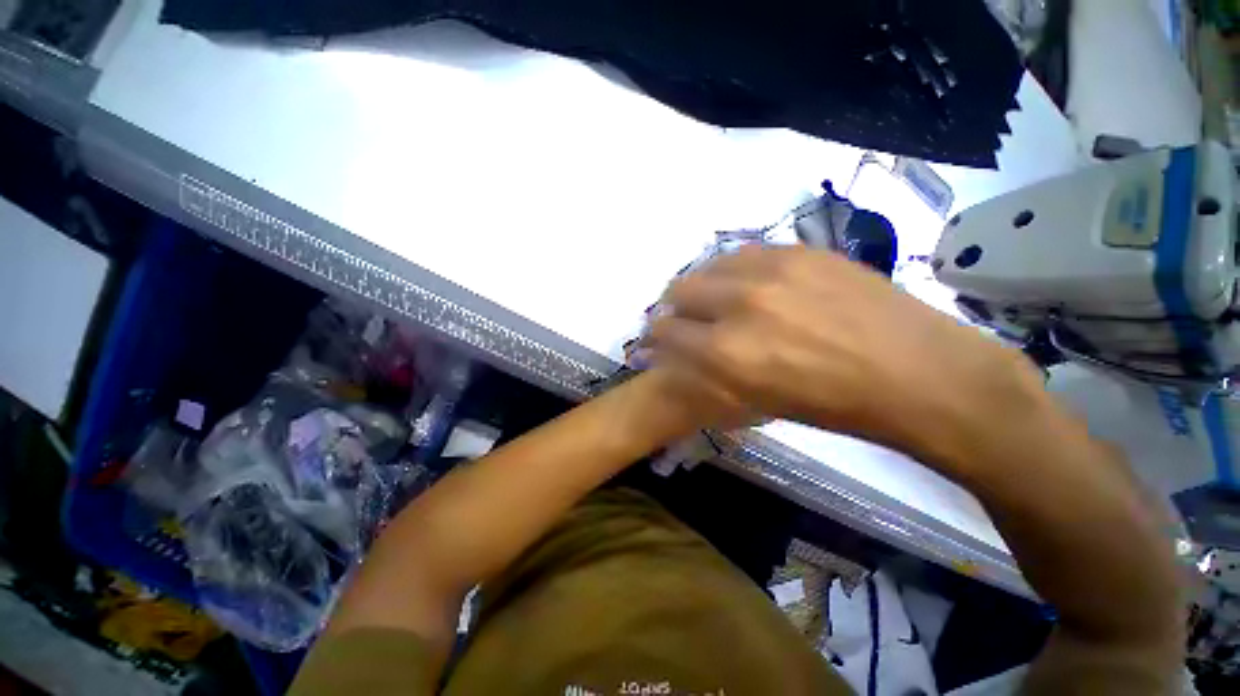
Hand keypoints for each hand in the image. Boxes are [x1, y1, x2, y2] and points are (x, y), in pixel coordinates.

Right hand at [642, 246, 1045, 461]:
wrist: (915, 372)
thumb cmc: (831, 404)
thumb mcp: (756, 399)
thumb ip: (709, 371)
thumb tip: (678, 352)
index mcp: (726, 353)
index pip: (666, 333)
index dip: (656, 337)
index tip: (657, 340)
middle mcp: (739, 305)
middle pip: (679, 291)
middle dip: (673, 308)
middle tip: (682, 318)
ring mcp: (771, 270)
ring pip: (708, 265)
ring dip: (701, 284)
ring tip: (712, 297)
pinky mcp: (799, 250)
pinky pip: (744, 252)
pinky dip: (732, 269)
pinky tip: (744, 281)